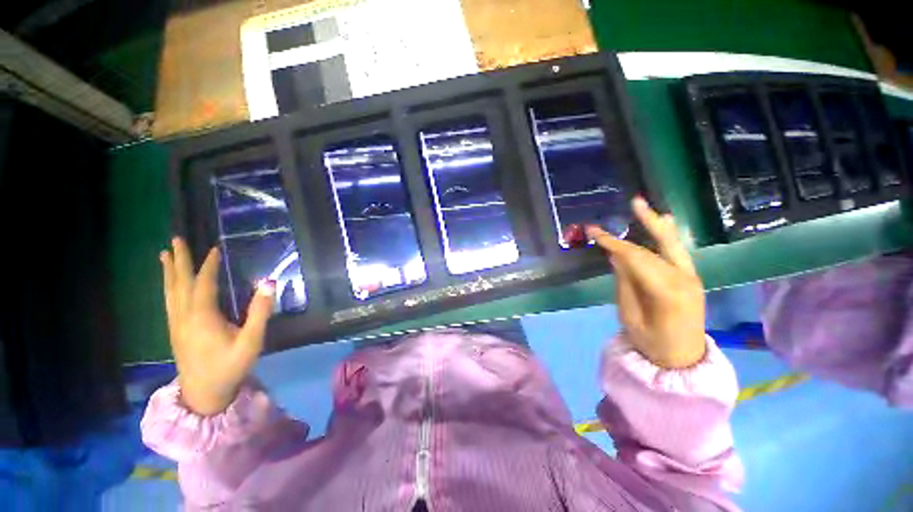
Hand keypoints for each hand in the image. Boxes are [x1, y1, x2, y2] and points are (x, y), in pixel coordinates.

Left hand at [160, 238, 274, 414]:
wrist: (204, 394)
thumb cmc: (231, 366)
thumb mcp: (251, 341)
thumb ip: (260, 312)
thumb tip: (268, 283)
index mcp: (202, 317)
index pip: (203, 284)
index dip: (208, 266)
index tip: (214, 249)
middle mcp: (184, 317)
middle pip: (179, 284)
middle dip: (178, 261)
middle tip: (175, 240)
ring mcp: (176, 325)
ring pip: (170, 292)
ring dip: (169, 272)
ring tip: (165, 255)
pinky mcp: (175, 332)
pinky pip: (170, 302)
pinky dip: (168, 287)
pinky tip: (170, 285)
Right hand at [586, 198, 705, 368]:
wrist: (683, 359)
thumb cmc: (651, 342)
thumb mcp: (629, 316)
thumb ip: (624, 284)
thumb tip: (616, 257)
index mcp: (665, 291)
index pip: (635, 257)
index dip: (612, 242)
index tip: (593, 231)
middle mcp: (683, 278)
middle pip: (659, 244)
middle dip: (645, 222)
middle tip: (634, 202)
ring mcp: (692, 277)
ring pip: (673, 244)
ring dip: (658, 225)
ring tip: (646, 207)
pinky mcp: (691, 278)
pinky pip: (677, 252)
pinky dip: (668, 237)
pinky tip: (665, 223)